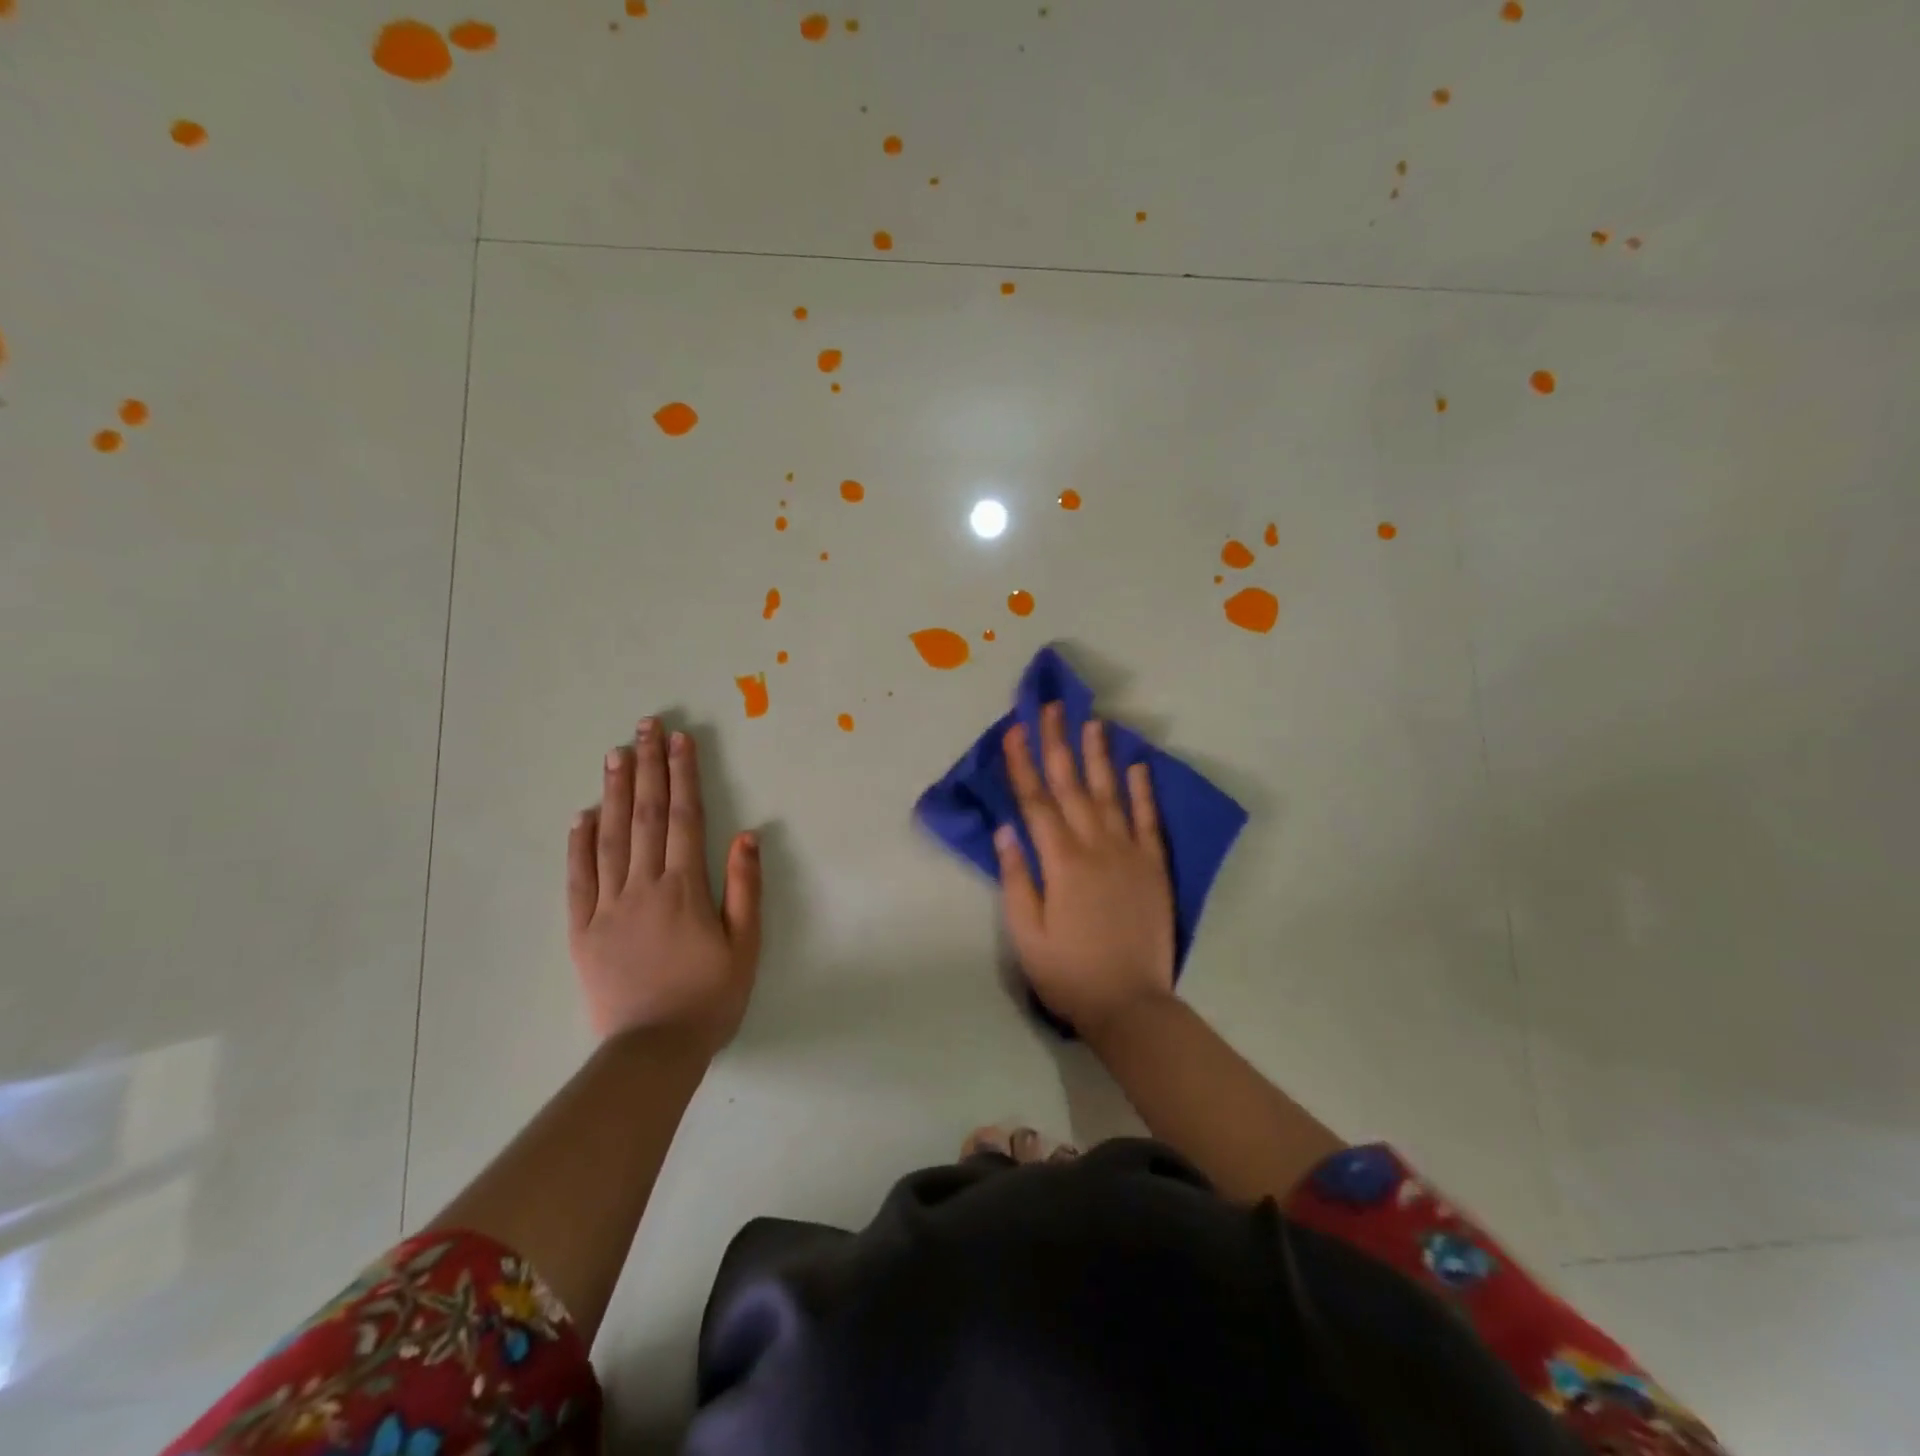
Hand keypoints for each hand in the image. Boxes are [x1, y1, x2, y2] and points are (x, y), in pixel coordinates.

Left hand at [566, 718, 762, 1052]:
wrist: (653, 1051)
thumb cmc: (710, 997)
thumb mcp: (746, 945)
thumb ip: (745, 887)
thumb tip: (747, 834)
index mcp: (685, 888)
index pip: (684, 818)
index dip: (682, 775)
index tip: (679, 739)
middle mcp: (643, 886)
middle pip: (646, 816)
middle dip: (647, 767)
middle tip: (644, 727)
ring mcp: (607, 906)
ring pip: (610, 837)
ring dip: (614, 792)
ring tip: (615, 754)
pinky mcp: (582, 930)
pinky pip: (578, 879)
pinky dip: (579, 843)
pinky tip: (582, 816)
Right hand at [996, 703, 1175, 1035]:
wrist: (1130, 1004)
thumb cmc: (1068, 972)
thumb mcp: (1026, 934)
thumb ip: (1015, 878)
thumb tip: (1005, 829)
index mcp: (1061, 863)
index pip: (1036, 802)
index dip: (1022, 764)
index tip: (1013, 730)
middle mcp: (1096, 847)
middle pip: (1072, 786)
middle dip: (1058, 743)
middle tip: (1051, 707)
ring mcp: (1129, 854)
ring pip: (1110, 794)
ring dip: (1099, 756)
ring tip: (1094, 722)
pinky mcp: (1154, 867)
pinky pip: (1148, 821)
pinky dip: (1143, 791)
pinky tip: (1138, 765)